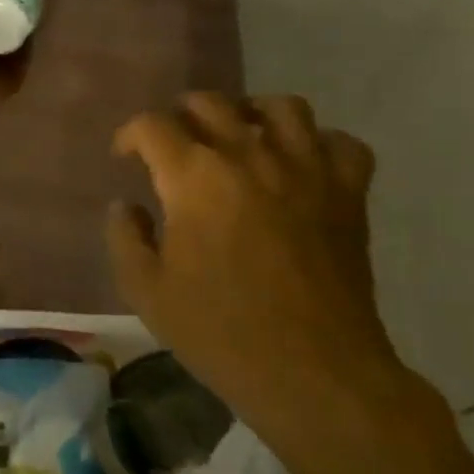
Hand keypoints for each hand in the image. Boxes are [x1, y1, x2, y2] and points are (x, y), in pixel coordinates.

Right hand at [106, 93, 444, 463]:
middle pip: (211, 104)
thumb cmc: (218, 330)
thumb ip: (125, 237)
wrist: (311, 370)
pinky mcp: (349, 194)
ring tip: (237, 135)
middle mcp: (251, 157)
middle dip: (181, 116)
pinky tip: (299, 164)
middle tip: (172, 145)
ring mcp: (307, 170)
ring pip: (282, 107)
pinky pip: (341, 143)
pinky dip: (317, 143)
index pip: (153, 126)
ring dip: (250, 113)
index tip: (124, 158)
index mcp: (194, 178)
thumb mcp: (145, 290)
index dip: (130, 135)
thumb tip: (126, 206)